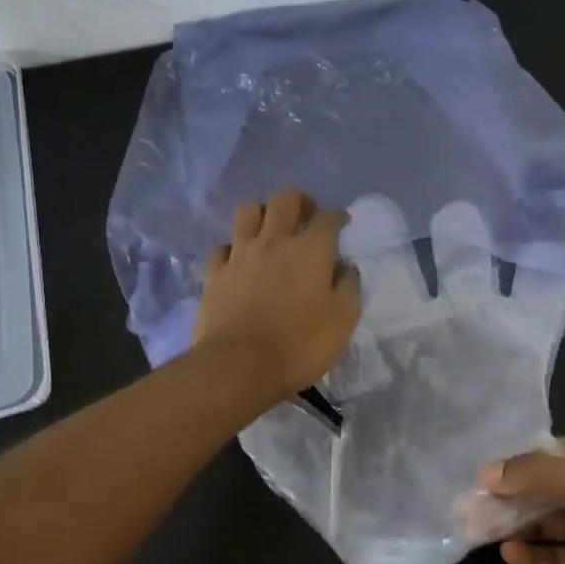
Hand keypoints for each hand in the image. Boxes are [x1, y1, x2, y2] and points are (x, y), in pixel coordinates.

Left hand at [194, 188, 362, 396]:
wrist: (239, 365)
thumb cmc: (299, 345)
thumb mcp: (343, 321)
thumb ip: (349, 287)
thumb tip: (346, 267)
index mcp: (310, 250)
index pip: (327, 217)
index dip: (337, 216)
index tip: (342, 223)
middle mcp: (274, 241)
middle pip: (285, 199)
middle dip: (300, 201)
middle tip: (306, 217)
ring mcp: (240, 254)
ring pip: (248, 210)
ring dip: (263, 213)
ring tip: (270, 229)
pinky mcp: (215, 272)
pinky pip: (223, 246)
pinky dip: (234, 247)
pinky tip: (240, 260)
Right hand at [482, 438, 564, 563]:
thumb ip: (539, 476)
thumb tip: (485, 475)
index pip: (548, 453)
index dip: (514, 462)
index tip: (477, 474)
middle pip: (542, 488)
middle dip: (507, 496)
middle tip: (466, 506)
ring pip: (544, 522)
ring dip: (513, 525)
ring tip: (476, 530)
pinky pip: (554, 556)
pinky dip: (532, 555)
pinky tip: (509, 554)